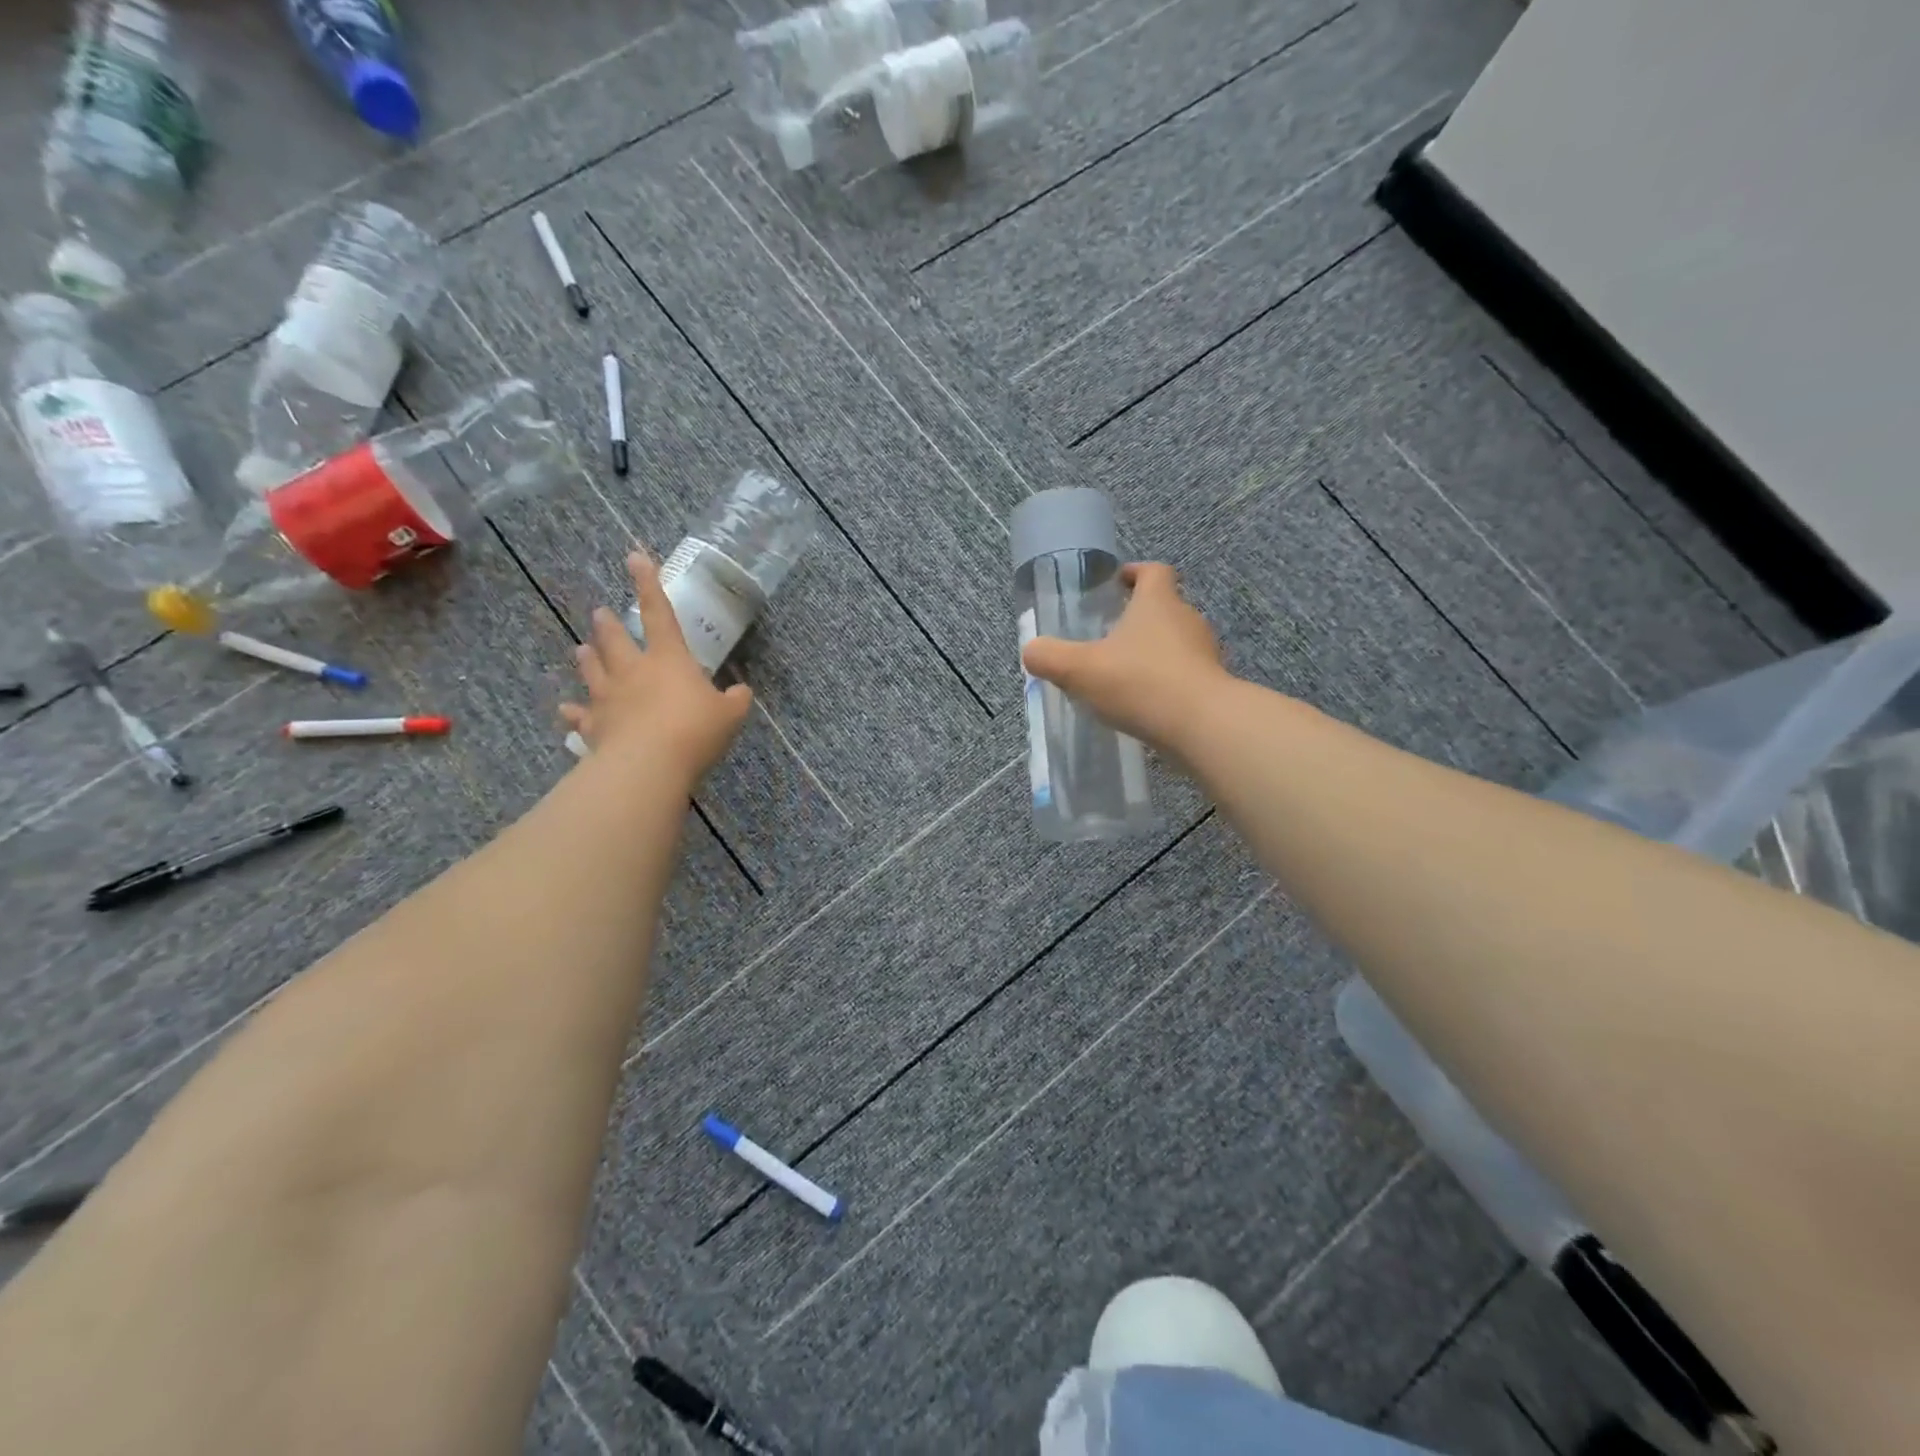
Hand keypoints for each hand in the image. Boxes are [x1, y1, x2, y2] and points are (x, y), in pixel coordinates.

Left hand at [560, 552, 752, 781]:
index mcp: (668, 659)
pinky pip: (581, 716)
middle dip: (608, 625)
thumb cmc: (694, 731)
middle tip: (600, 614)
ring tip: (581, 649)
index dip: (648, 584)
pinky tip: (567, 710)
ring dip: (587, 659)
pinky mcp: (594, 727)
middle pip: (615, 640)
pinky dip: (574, 713)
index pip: (658, 613)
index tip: (634, 557)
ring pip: (593, 671)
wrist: (648, 766)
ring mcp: (608, 698)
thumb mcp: (731, 715)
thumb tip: (741, 691)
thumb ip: (736, 699)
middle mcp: (633, 671)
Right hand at [1021, 562, 1230, 752]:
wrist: (1202, 726)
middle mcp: (1186, 619)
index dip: (1135, 573)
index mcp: (1158, 602)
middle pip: (1164, 607)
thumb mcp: (1079, 669)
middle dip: (1138, 617)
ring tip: (1122, 673)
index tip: (1117, 584)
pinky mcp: (1211, 685)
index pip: (1153, 572)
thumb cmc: (1139, 682)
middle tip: (1108, 636)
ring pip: (1175, 642)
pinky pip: (1183, 674)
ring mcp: (1204, 653)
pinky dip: (1164, 681)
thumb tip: (1032, 650)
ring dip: (1151, 652)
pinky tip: (1143, 703)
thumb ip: (1049, 657)